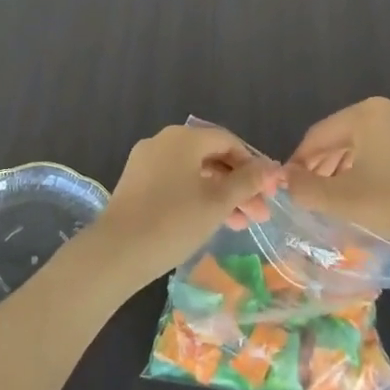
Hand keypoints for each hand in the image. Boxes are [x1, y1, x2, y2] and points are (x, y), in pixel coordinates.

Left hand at [71, 125, 280, 298]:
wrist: (117, 252)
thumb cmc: (173, 222)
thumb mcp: (217, 203)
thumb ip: (247, 182)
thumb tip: (272, 167)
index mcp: (183, 138)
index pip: (228, 141)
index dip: (253, 165)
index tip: (269, 193)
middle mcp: (163, 142)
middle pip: (211, 156)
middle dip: (239, 185)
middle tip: (259, 214)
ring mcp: (146, 162)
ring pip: (194, 172)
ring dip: (220, 195)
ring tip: (241, 225)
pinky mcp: (136, 183)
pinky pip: (175, 182)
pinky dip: (197, 197)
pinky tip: (211, 221)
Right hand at [282, 98, 389, 283]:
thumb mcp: (344, 200)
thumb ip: (306, 189)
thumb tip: (284, 181)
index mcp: (367, 113)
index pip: (317, 136)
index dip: (297, 163)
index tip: (286, 188)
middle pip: (342, 137)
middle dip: (321, 167)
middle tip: (308, 196)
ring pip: (365, 146)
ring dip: (345, 170)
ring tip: (334, 200)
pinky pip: (389, 153)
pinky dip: (371, 171)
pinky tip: (368, 196)